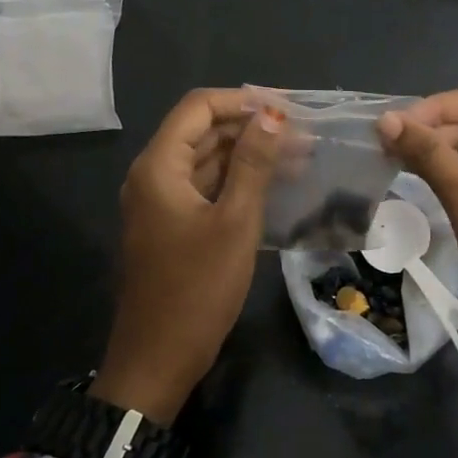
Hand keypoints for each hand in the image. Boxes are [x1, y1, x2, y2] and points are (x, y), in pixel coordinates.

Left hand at [94, 89, 284, 422]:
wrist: (159, 357)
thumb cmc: (198, 288)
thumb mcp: (235, 222)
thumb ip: (253, 164)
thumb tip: (271, 115)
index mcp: (159, 166)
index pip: (198, 108)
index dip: (242, 100)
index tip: (288, 108)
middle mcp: (153, 175)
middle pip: (202, 132)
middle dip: (251, 127)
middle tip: (303, 135)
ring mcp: (161, 202)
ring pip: (207, 161)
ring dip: (248, 155)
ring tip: (300, 157)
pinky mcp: (172, 226)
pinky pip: (206, 189)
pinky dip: (237, 182)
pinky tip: (275, 186)